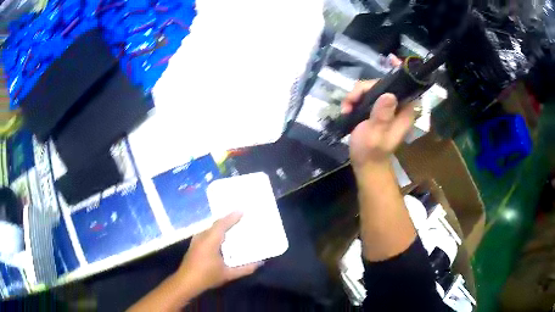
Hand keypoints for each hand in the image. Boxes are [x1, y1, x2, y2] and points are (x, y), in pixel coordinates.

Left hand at [175, 212, 262, 294]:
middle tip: (240, 217)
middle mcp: (202, 237)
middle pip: (216, 224)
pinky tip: (221, 237)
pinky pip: (207, 233)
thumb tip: (260, 263)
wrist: (186, 281)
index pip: (222, 224)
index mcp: (210, 240)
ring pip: (210, 228)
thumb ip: (245, 269)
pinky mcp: (194, 244)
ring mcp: (196, 240)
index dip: (232, 217)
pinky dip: (215, 231)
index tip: (242, 210)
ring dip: (221, 226)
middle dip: (228, 219)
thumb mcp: (228, 274)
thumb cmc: (207, 276)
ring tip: (233, 225)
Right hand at [341, 58, 415, 170]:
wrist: (365, 164)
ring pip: (371, 89)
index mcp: (403, 112)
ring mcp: (386, 108)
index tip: (391, 60)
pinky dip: (354, 100)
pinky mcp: (376, 110)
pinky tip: (346, 110)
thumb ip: (382, 115)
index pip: (406, 87)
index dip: (401, 72)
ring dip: (356, 95)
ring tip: (346, 108)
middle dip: (364, 88)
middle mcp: (397, 106)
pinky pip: (365, 96)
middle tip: (350, 100)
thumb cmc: (371, 152)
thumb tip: (388, 94)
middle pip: (383, 85)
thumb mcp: (376, 134)